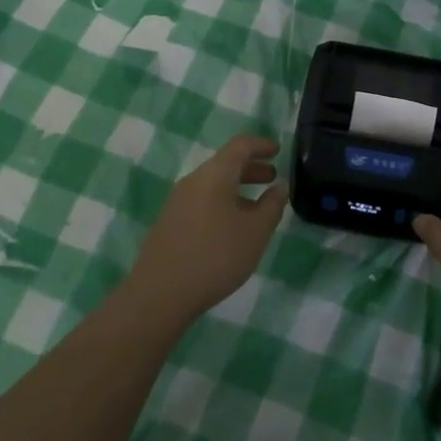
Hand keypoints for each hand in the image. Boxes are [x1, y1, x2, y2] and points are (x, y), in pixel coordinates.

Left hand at [125, 136, 288, 326]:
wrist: (159, 295)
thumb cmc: (215, 256)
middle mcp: (194, 180)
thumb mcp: (255, 232)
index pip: (240, 145)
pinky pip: (202, 200)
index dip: (261, 145)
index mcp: (215, 174)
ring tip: (257, 207)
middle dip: (251, 168)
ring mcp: (178, 201)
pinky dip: (222, 202)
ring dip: (237, 188)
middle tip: (272, 178)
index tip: (277, 150)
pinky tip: (231, 227)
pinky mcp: (170, 222)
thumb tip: (280, 186)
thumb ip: (272, 205)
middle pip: (225, 163)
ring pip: (213, 183)